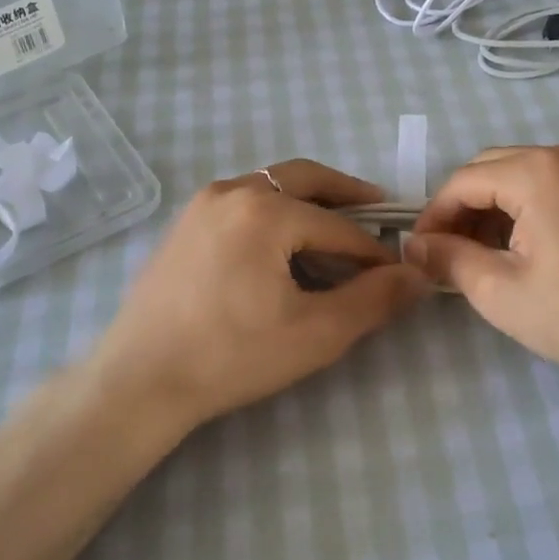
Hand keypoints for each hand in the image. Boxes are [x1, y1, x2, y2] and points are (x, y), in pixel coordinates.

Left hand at [85, 160, 431, 431]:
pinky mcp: (183, 225)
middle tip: (378, 207)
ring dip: (308, 200)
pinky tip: (282, 245)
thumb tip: (418, 274)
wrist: (140, 380)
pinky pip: (242, 203)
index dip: (375, 251)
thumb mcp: (316, 332)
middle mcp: (232, 191)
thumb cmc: (232, 355)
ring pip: (270, 187)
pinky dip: (274, 211)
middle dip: (346, 193)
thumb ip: (374, 299)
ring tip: (334, 227)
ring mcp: (201, 205)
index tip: (398, 273)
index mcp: (266, 210)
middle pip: (304, 179)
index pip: (340, 226)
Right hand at [407, 143, 558, 390]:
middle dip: (464, 210)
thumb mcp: (501, 292)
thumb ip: (450, 259)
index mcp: (538, 171)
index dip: (434, 216)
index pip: (463, 181)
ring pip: (524, 174)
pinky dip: (530, 206)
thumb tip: (415, 245)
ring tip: (488, 257)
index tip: (421, 254)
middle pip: (492, 168)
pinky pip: (556, 183)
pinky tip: (530, 248)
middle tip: (452, 257)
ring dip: (495, 208)